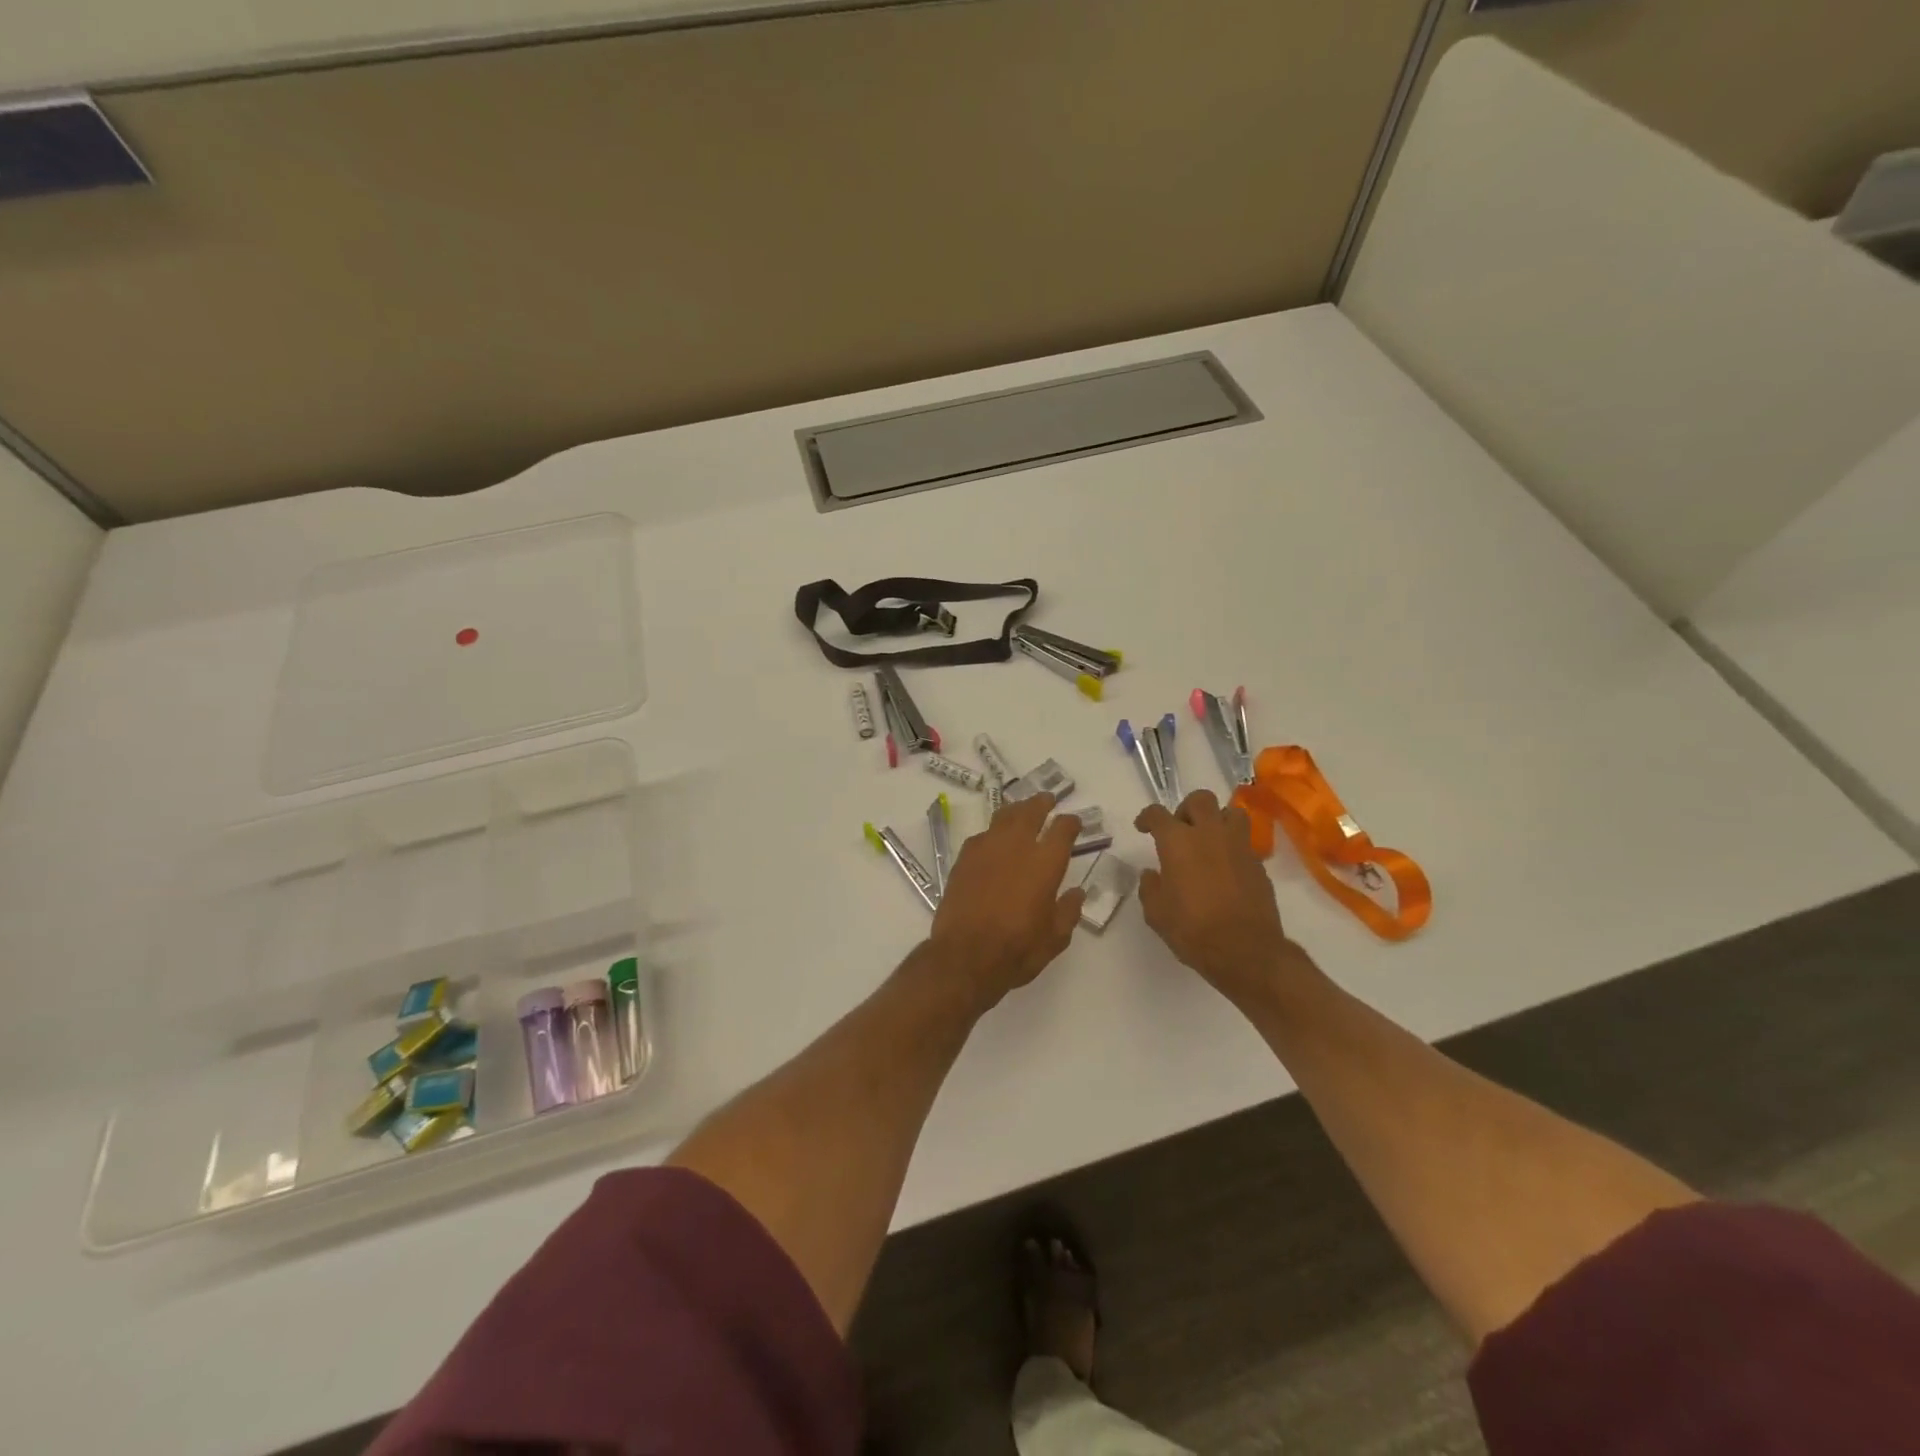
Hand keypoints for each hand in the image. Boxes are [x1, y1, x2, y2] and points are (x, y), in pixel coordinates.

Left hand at [929, 792, 1084, 1008]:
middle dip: (1041, 803)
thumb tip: (1076, 892)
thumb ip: (1068, 910)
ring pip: (1004, 816)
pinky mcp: (964, 858)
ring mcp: (987, 848)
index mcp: (1046, 862)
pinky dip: (993, 833)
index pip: (1063, 829)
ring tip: (1021, 810)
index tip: (1074, 822)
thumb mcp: (1055, 938)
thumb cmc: (1018, 949)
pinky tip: (993, 840)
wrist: (966, 956)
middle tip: (1047, 799)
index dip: (1070, 823)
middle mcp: (1017, 846)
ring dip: (1016, 810)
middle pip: (1031, 811)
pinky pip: (982, 835)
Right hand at [1135, 791, 1305, 1002]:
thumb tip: (1152, 874)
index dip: (1147, 817)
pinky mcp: (1258, 863)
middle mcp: (1209, 834)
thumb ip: (1150, 887)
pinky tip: (1226, 867)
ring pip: (1231, 812)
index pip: (1157, 814)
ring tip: (1209, 839)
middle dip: (1186, 809)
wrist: (1246, 950)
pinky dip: (1233, 846)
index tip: (1143, 828)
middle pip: (1200, 799)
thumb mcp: (1156, 913)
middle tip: (1180, 829)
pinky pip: (1244, 841)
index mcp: (1178, 841)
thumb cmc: (1192, 930)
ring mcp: (1238, 846)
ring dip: (1217, 819)